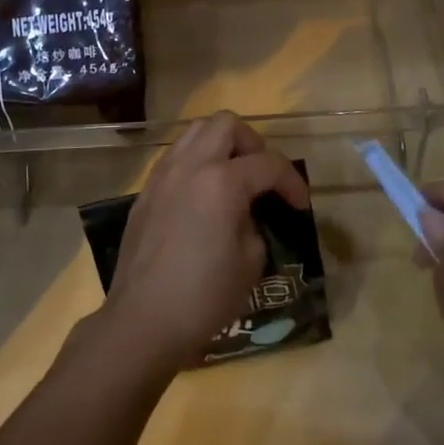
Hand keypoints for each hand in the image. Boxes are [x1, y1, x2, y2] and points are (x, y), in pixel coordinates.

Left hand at [99, 111, 308, 374]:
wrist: (143, 320)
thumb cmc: (203, 296)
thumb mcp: (250, 263)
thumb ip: (254, 225)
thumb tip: (246, 215)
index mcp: (222, 182)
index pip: (268, 164)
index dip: (292, 182)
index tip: (300, 206)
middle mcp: (190, 166)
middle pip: (227, 124)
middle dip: (253, 144)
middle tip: (262, 177)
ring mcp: (163, 175)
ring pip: (196, 132)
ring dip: (221, 145)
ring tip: (233, 178)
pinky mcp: (145, 191)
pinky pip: (175, 156)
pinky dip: (196, 162)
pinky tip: (203, 194)